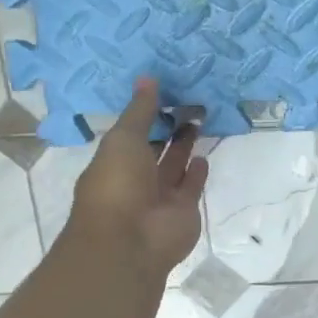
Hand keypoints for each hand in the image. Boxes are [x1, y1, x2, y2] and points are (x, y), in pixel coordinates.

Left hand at [66, 79, 208, 274]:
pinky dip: (197, 172)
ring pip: (175, 165)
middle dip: (168, 127)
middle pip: (155, 148)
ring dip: (184, 146)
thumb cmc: (118, 184)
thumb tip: (148, 78)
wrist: (131, 239)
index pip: (132, 133)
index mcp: (114, 160)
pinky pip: (191, 186)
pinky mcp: (184, 209)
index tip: (165, 91)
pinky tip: (203, 154)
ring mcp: (161, 196)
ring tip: (199, 119)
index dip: (146, 114)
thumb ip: (140, 111)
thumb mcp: (123, 139)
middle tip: (188, 100)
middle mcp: (136, 178)